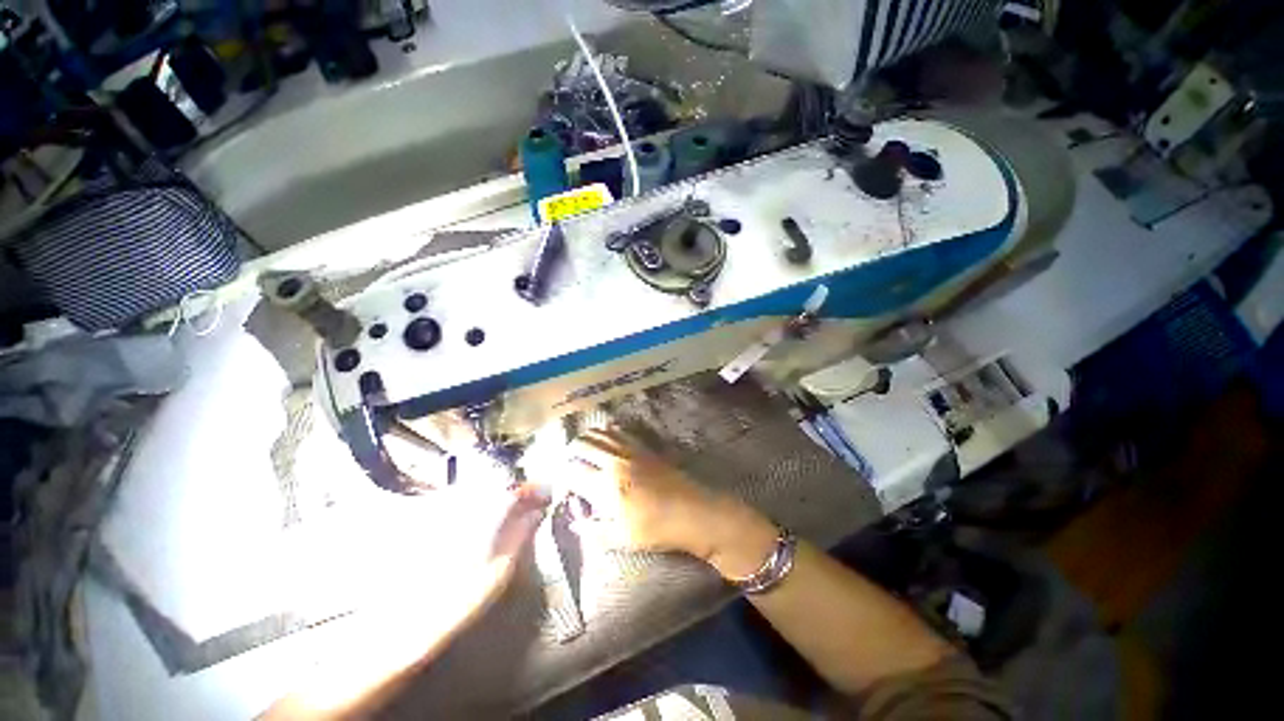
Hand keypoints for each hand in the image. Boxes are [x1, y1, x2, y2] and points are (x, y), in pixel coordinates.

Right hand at [534, 430, 759, 568]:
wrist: (691, 511)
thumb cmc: (655, 529)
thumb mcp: (621, 538)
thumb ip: (593, 529)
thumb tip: (574, 521)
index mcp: (605, 485)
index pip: (572, 472)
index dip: (561, 477)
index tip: (562, 487)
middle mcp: (614, 461)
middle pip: (582, 445)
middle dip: (569, 453)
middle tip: (567, 464)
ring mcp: (629, 450)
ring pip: (599, 434)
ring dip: (585, 439)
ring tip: (581, 449)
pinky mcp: (643, 447)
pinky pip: (618, 432)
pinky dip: (605, 432)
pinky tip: (604, 438)